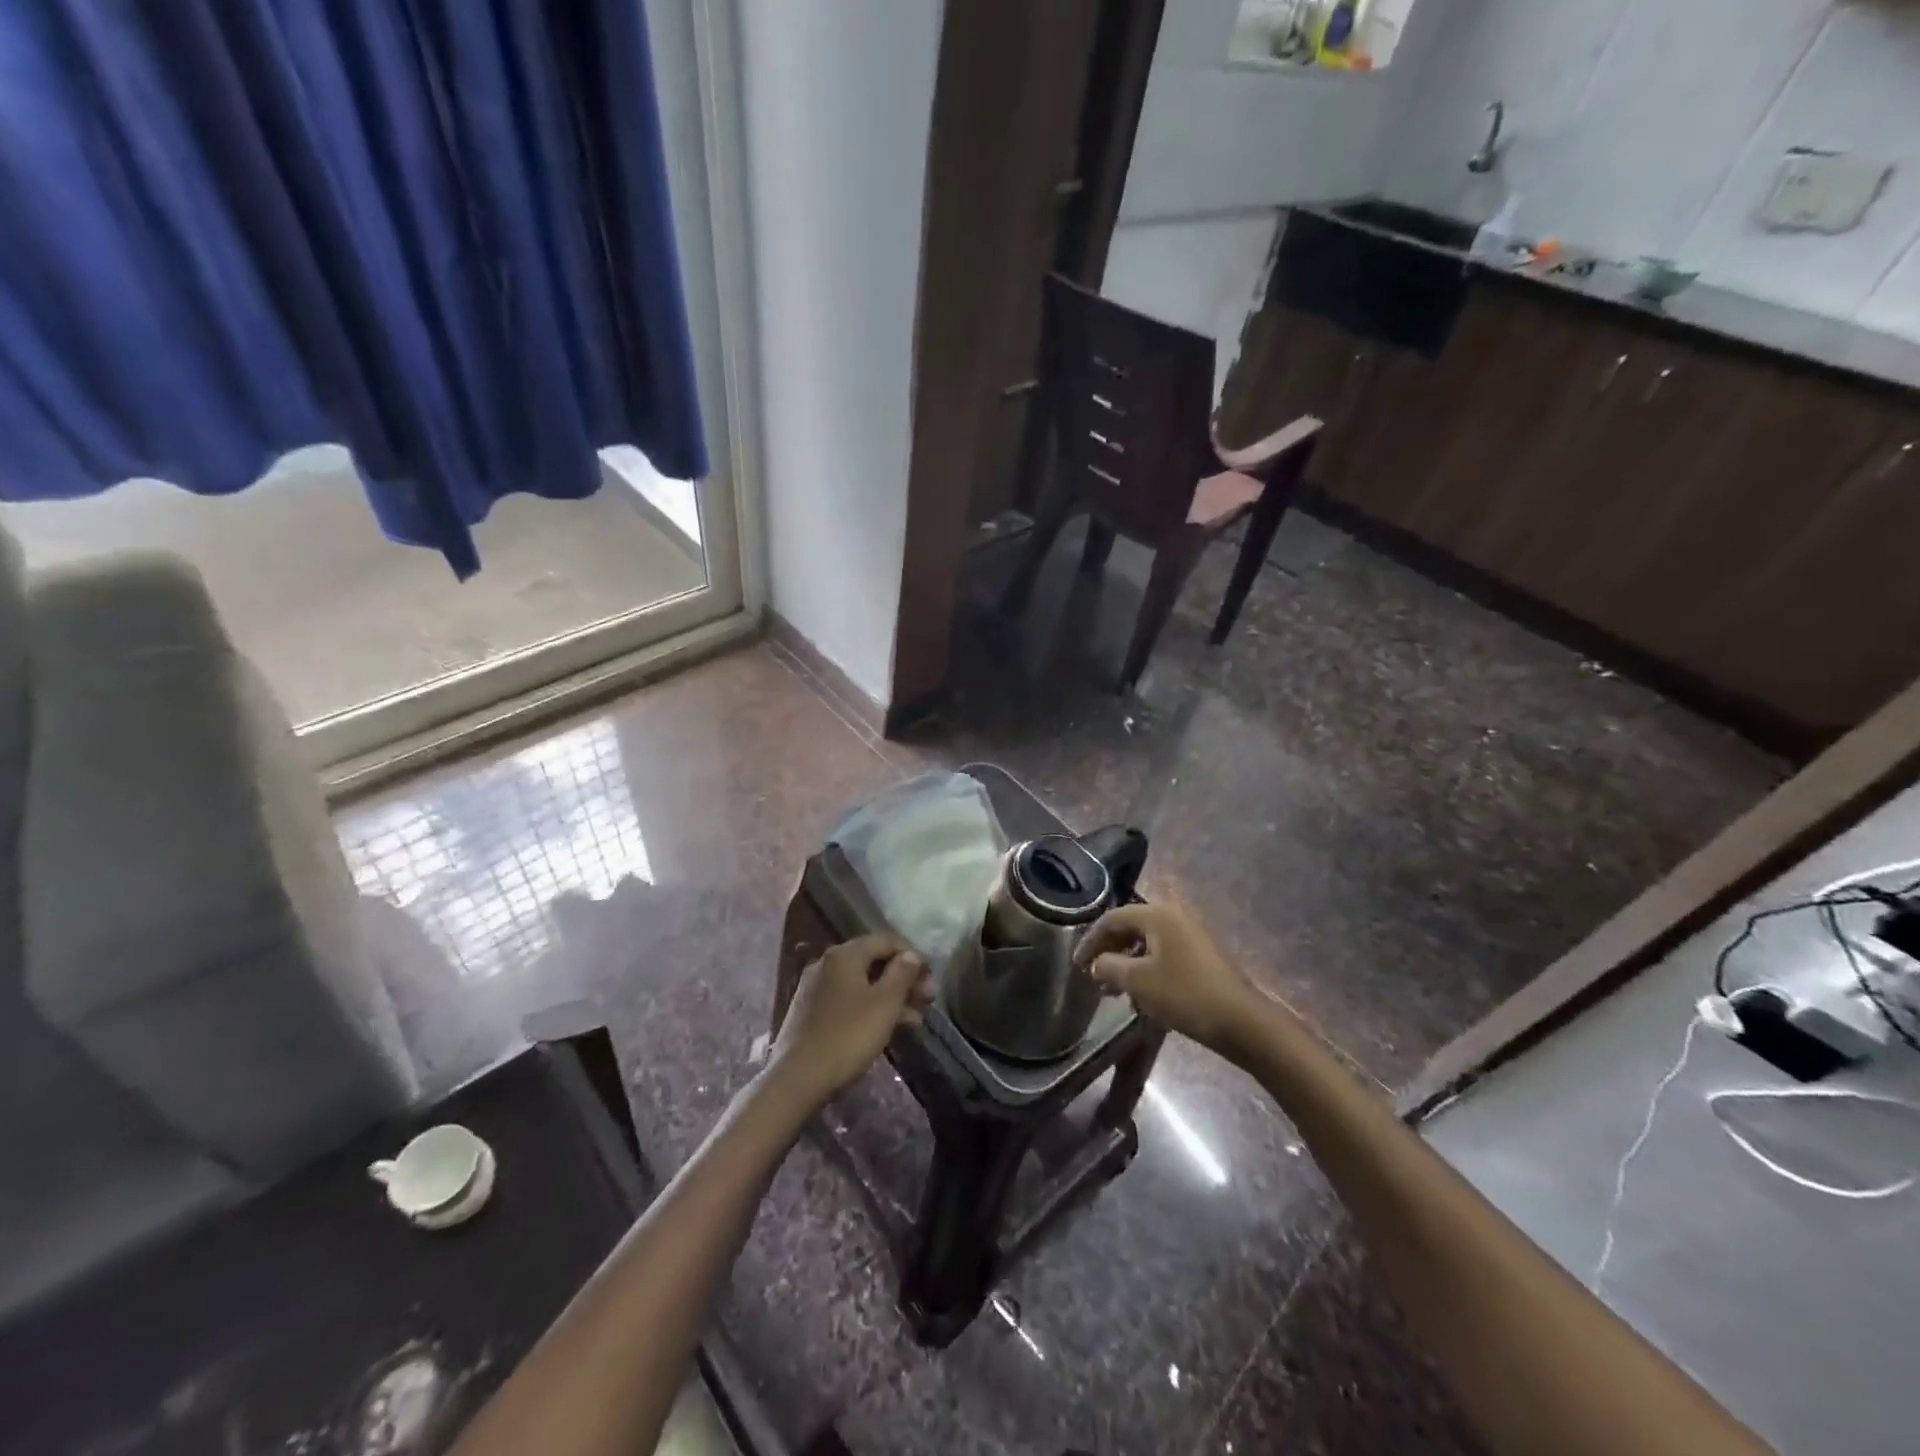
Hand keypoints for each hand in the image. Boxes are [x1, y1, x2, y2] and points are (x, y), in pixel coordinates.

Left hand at [770, 934, 932, 1108]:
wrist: (798, 1079)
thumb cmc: (848, 1036)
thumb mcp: (884, 1004)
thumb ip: (902, 973)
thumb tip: (911, 955)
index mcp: (844, 954)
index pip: (886, 940)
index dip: (913, 956)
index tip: (932, 978)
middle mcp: (827, 963)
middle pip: (874, 961)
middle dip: (904, 979)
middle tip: (928, 1000)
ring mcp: (816, 989)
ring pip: (862, 983)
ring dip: (891, 997)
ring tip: (915, 1019)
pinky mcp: (810, 1013)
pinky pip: (848, 1001)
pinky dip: (871, 1008)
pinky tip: (888, 1029)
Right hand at [1075, 903, 1269, 1059]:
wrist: (1239, 1020)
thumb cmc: (1183, 994)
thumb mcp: (1137, 981)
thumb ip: (1109, 966)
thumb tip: (1096, 963)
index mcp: (1157, 915)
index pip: (1112, 919)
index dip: (1090, 940)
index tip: (1077, 964)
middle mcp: (1173, 917)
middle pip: (1130, 927)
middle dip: (1109, 952)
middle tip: (1094, 976)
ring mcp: (1190, 935)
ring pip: (1147, 943)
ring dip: (1126, 963)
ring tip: (1114, 990)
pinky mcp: (1200, 955)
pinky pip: (1163, 954)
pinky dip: (1145, 969)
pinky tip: (1141, 995)